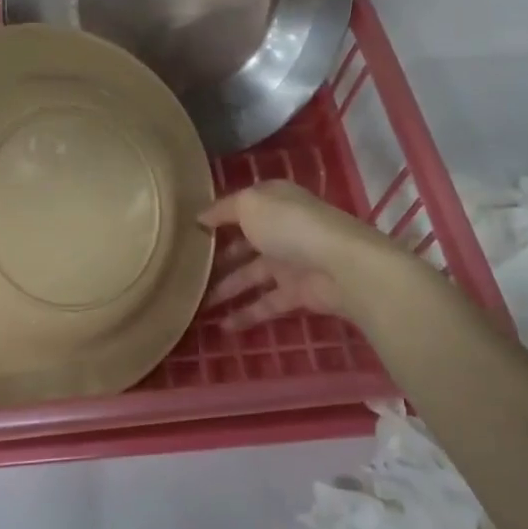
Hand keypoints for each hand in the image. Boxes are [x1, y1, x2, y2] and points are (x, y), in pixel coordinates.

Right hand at [200, 181, 404, 329]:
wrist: (340, 266)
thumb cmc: (289, 225)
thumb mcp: (250, 205)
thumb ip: (223, 210)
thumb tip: (200, 216)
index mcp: (272, 202)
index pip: (239, 207)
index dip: (216, 218)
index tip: (188, 232)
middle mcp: (280, 229)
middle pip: (244, 243)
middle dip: (218, 257)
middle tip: (187, 272)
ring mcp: (289, 262)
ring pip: (251, 276)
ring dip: (226, 289)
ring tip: (197, 304)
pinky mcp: (297, 293)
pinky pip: (266, 304)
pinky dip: (246, 315)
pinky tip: (222, 326)